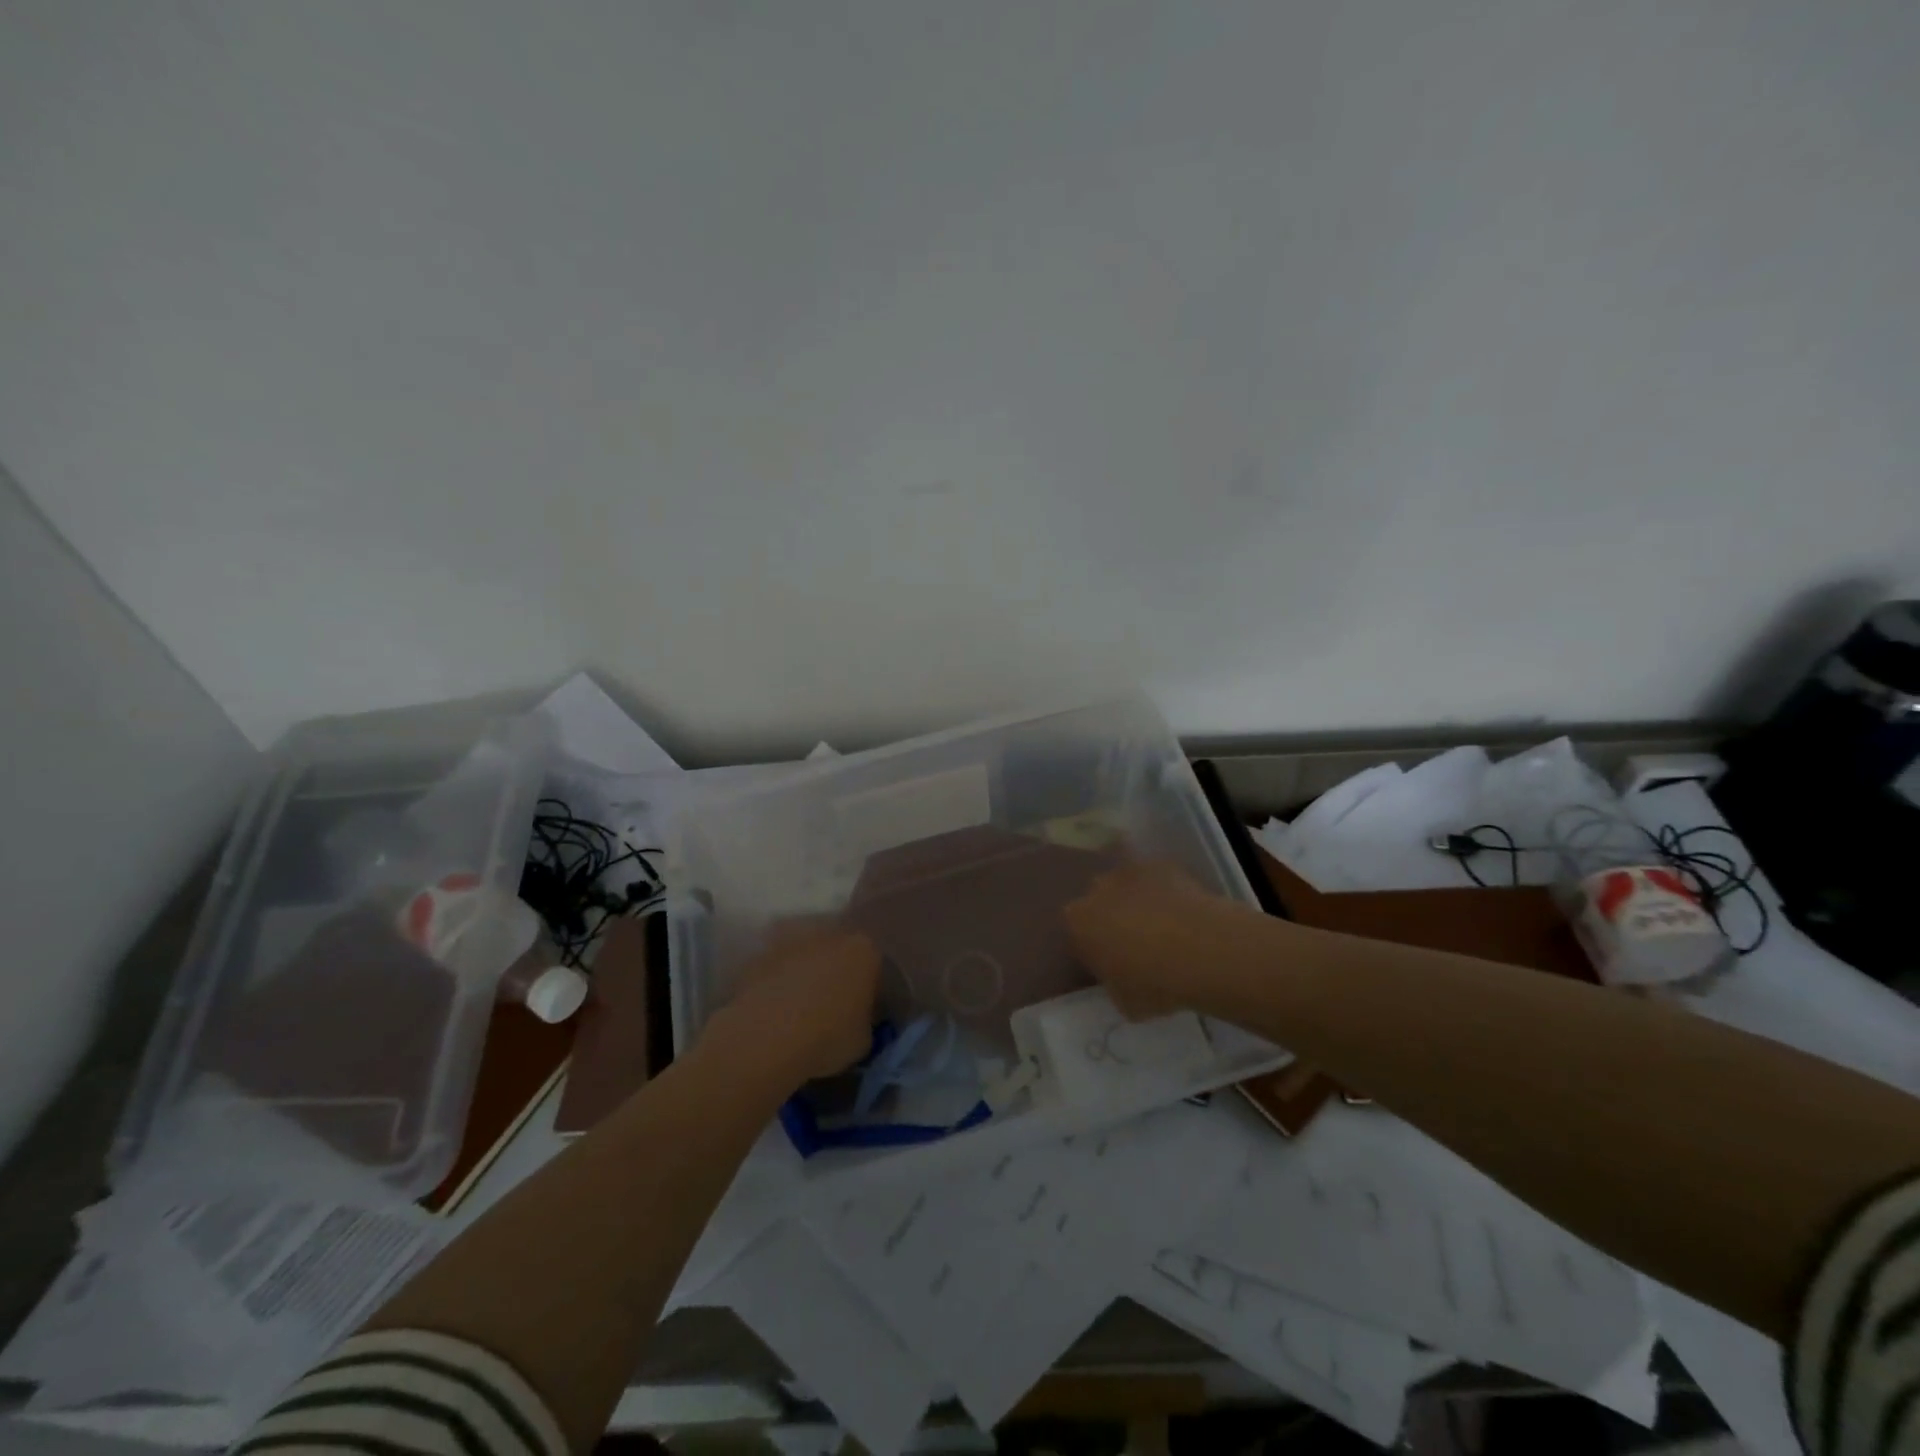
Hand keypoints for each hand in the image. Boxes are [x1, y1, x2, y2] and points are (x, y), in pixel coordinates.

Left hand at [704, 925, 880, 1086]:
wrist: (765, 1038)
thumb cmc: (827, 1038)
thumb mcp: (864, 1041)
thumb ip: (865, 1021)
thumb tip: (855, 1020)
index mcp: (863, 950)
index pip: (874, 967)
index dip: (869, 992)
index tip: (861, 1013)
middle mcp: (828, 933)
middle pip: (837, 953)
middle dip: (835, 974)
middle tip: (830, 1008)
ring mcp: (789, 941)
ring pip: (804, 956)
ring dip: (804, 974)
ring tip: (797, 1010)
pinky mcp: (758, 955)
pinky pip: (775, 969)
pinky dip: (775, 983)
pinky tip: (773, 1011)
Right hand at [1064, 860, 1230, 1018]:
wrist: (1202, 950)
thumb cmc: (1155, 983)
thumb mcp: (1124, 1001)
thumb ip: (1113, 982)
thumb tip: (1120, 977)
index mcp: (1078, 923)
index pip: (1077, 934)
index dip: (1093, 947)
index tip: (1111, 962)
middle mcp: (1097, 890)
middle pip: (1098, 901)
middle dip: (1111, 916)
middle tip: (1136, 942)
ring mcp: (1130, 872)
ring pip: (1126, 885)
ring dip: (1136, 899)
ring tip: (1163, 925)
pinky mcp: (1162, 864)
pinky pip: (1156, 878)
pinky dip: (1164, 890)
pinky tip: (1182, 911)